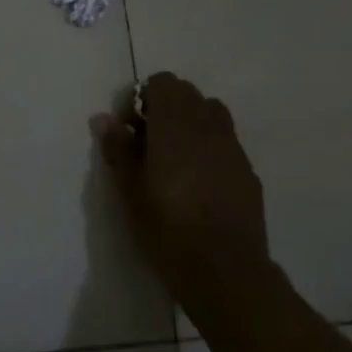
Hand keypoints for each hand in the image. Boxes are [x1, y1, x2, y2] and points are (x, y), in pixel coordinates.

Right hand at [92, 72, 268, 305]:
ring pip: (211, 113)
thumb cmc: (167, 228)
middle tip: (147, 143)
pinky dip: (209, 146)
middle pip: (188, 94)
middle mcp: (207, 126)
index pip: (163, 82)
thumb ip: (118, 148)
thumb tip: (103, 118)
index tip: (130, 128)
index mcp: (175, 125)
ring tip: (175, 158)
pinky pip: (226, 141)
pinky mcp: (248, 170)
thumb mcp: (130, 191)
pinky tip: (199, 182)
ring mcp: (232, 146)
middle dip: (165, 108)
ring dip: (190, 123)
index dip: (143, 98)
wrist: (225, 269)